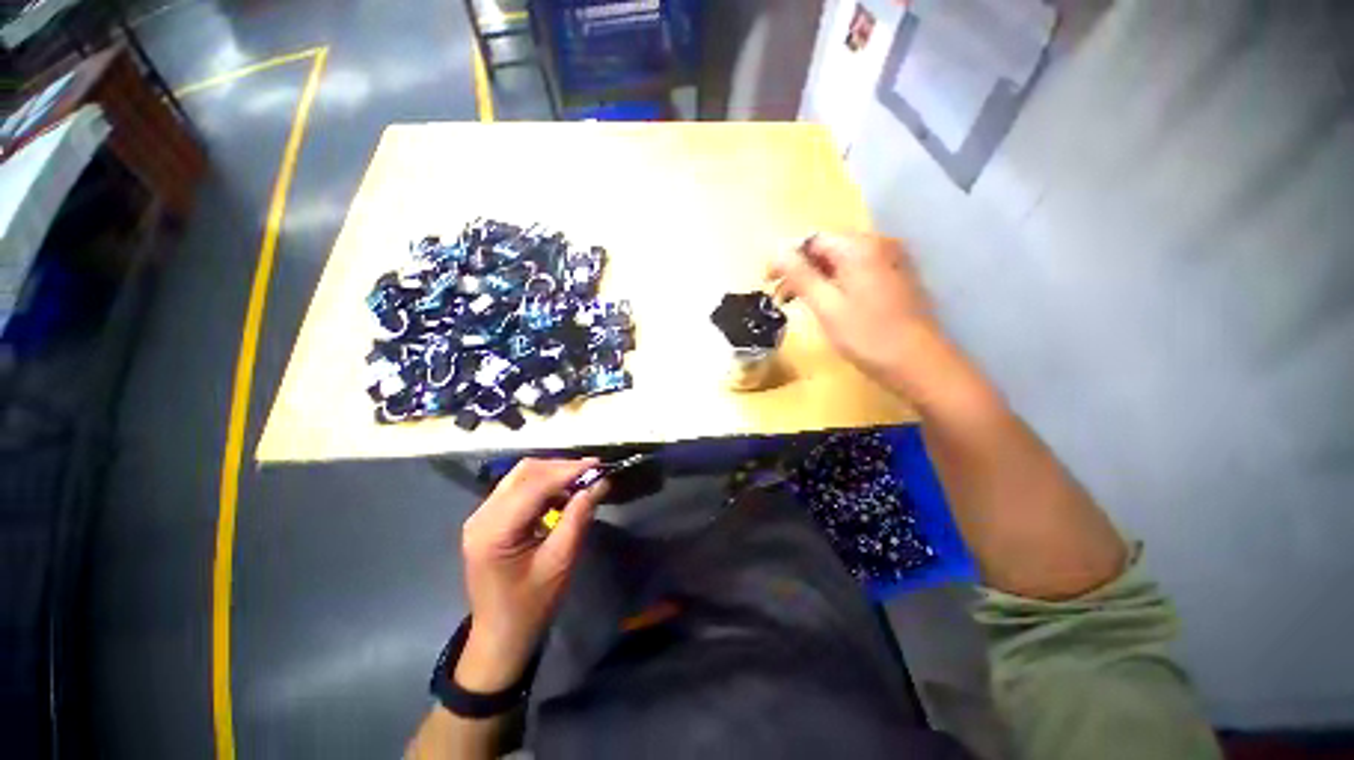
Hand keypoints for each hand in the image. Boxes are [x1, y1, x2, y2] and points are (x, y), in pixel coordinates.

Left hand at [455, 458, 607, 691]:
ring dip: (553, 473)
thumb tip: (599, 483)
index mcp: (494, 530)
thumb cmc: (531, 605)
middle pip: (525, 472)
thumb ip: (578, 517)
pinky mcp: (489, 519)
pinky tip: (564, 492)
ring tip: (583, 480)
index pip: (534, 484)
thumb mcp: (560, 561)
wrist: (500, 636)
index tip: (599, 466)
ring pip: (522, 476)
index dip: (568, 471)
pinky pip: (519, 488)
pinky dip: (544, 484)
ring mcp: (482, 515)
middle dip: (561, 467)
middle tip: (593, 471)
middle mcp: (482, 515)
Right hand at [769, 233, 938, 384]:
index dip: (787, 258)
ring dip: (817, 278)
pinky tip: (828, 304)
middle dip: (801, 269)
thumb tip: (776, 251)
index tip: (769, 282)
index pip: (812, 240)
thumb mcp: (826, 306)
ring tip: (800, 302)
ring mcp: (891, 261)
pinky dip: (837, 283)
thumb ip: (800, 276)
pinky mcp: (896, 278)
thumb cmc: (867, 336)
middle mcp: (878, 245)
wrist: (919, 364)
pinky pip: (857, 271)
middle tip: (781, 296)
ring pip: (842, 261)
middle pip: (828, 248)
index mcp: (860, 247)